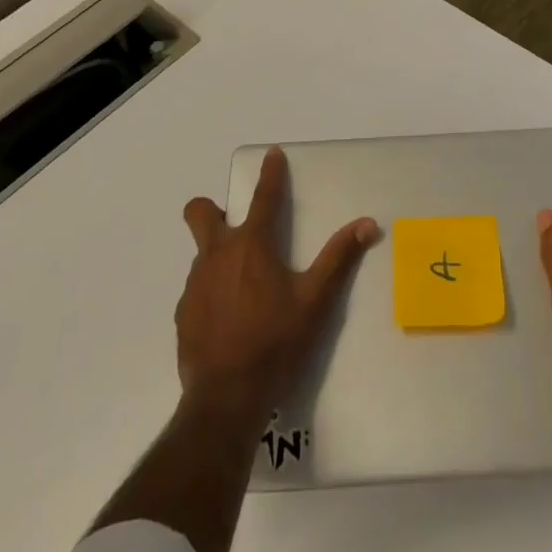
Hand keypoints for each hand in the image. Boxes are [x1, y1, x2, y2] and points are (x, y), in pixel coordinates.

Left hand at [177, 147, 378, 429]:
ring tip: (242, 286)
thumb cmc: (275, 342)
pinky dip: (212, 290)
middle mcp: (217, 254)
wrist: (225, 399)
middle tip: (235, 225)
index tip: (271, 153)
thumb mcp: (315, 301)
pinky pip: (197, 288)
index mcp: (252, 245)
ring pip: (201, 252)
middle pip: (201, 212)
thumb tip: (367, 224)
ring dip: (218, 255)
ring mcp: (195, 284)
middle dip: (212, 209)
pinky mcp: (184, 313)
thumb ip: (339, 259)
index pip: (264, 197)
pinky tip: (228, 317)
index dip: (270, 173)